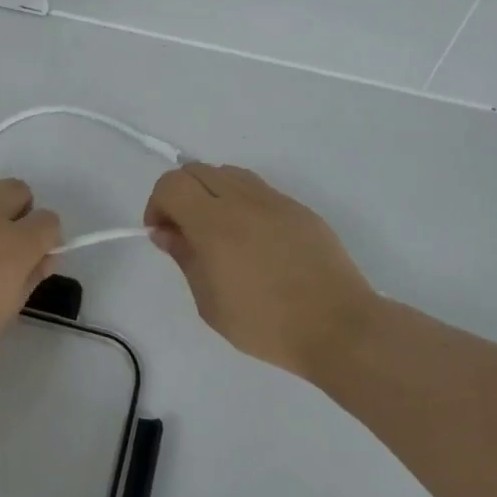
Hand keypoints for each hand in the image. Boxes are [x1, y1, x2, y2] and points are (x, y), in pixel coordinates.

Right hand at [144, 163, 376, 378]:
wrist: (338, 326)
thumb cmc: (267, 325)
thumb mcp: (211, 303)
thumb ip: (185, 258)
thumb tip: (166, 232)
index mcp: (215, 224)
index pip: (172, 184)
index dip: (157, 203)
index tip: (162, 233)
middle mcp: (243, 201)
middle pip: (197, 170)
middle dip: (180, 195)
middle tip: (185, 232)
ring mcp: (274, 200)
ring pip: (228, 173)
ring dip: (211, 193)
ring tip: (218, 232)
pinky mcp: (298, 208)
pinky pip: (258, 189)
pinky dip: (241, 201)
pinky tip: (251, 239)